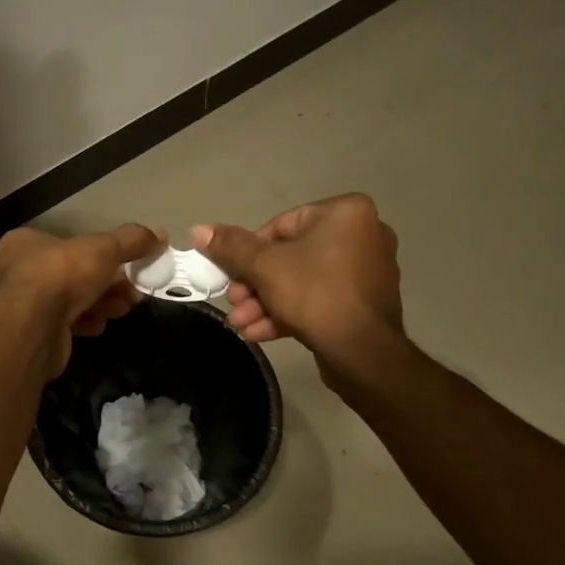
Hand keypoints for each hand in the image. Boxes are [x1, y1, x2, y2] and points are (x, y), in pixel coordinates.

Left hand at [0, 223, 162, 379]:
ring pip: (71, 300)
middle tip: (134, 291)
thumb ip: (131, 240)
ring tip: (124, 307)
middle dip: (108, 283)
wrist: (32, 328)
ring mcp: (24, 305)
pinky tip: (100, 325)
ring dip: (101, 303)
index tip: (129, 264)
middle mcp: (19, 272)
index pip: (67, 243)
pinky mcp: (33, 333)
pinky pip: (65, 324)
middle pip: (73, 273)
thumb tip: (160, 233)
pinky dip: (86, 322)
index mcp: (25, 243)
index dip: (101, 253)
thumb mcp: (103, 249)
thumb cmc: (61, 275)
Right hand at [193, 195, 404, 380]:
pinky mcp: (364, 303)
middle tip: (234, 304)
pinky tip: (259, 333)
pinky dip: (290, 313)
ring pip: (302, 282)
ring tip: (241, 324)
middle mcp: (363, 235)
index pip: (280, 225)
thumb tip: (198, 229)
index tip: (231, 277)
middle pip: (289, 256)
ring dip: (265, 303)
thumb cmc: (314, 293)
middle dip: (255, 285)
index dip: (248, 253)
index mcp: (345, 213)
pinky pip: (319, 299)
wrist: (362, 351)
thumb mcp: (263, 266)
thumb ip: (230, 246)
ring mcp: (367, 271)